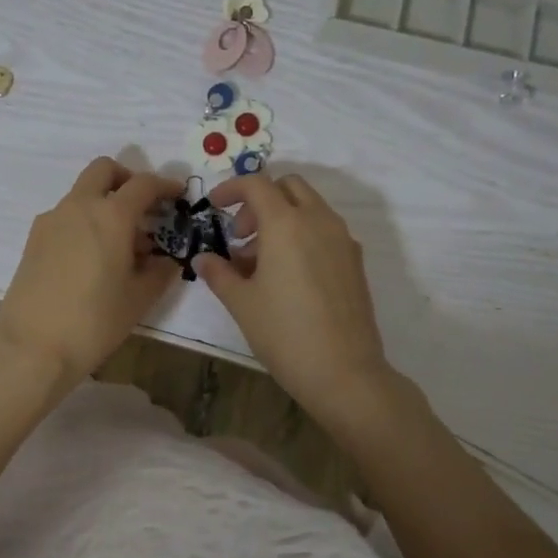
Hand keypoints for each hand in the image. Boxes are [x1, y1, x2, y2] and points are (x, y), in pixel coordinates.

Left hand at [0, 158, 180, 384]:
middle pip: (103, 171)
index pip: (143, 184)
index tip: (177, 195)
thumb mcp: (139, 298)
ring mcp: (51, 220)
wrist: (33, 347)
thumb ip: (160, 271)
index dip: (165, 185)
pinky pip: (66, 216)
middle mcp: (78, 206)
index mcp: (110, 215)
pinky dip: (84, 222)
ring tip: (121, 244)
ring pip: (82, 194)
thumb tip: (166, 259)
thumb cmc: (94, 321)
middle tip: (143, 207)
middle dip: (127, 179)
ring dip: (104, 204)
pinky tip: (93, 258)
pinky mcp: (34, 239)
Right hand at [198, 172, 393, 423]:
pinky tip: (287, 275)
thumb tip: (203, 259)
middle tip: (240, 234)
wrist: (344, 372)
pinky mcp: (355, 261)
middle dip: (260, 200)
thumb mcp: (241, 303)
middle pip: (288, 186)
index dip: (231, 188)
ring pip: (309, 207)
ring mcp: (342, 240)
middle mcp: (319, 221)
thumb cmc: (284, 333)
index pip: (256, 184)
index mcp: (286, 224)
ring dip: (281, 218)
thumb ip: (219, 273)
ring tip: (259, 261)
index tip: (213, 206)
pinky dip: (302, 235)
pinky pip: (324, 230)